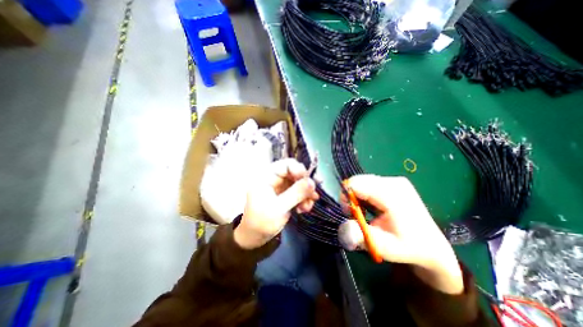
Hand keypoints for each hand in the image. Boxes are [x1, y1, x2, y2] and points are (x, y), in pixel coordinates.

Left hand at [234, 160, 320, 248]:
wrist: (255, 237)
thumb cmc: (261, 222)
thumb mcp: (278, 208)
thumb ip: (295, 194)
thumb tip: (312, 182)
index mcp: (267, 176)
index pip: (286, 165)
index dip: (299, 170)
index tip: (309, 181)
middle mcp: (275, 178)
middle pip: (295, 173)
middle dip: (305, 184)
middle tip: (314, 195)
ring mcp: (281, 187)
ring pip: (299, 183)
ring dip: (306, 194)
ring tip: (308, 206)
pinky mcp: (285, 195)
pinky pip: (299, 192)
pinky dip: (304, 199)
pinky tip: (305, 209)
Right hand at [340, 175, 462, 294]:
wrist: (432, 246)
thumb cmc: (407, 247)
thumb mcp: (383, 246)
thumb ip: (361, 237)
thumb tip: (344, 228)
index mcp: (392, 195)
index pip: (356, 184)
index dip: (346, 197)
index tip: (350, 214)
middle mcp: (393, 182)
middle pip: (358, 181)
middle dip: (351, 197)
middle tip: (358, 215)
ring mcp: (395, 180)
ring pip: (362, 181)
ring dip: (357, 196)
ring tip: (366, 212)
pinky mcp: (394, 182)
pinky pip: (369, 183)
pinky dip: (364, 194)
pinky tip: (373, 206)